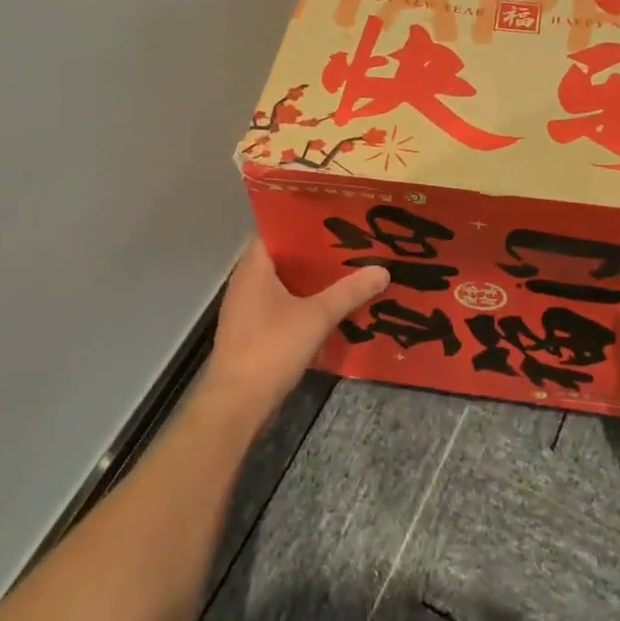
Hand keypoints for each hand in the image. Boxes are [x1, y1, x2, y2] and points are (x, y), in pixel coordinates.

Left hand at [193, 238, 387, 431]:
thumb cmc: (272, 348)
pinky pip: (280, 305)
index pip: (276, 228)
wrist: (237, 403)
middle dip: (315, 252)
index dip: (303, 220)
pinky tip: (329, 308)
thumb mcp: (317, 316)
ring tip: (347, 272)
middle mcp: (245, 281)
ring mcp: (246, 308)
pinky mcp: (251, 331)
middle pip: (283, 256)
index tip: (334, 217)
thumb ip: (350, 291)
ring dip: (310, 280)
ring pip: (283, 283)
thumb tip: (383, 269)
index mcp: (254, 267)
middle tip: (350, 243)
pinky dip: (302, 302)